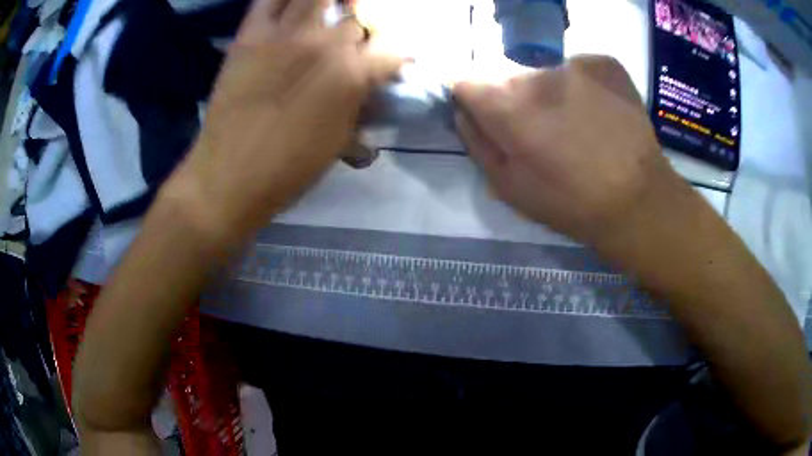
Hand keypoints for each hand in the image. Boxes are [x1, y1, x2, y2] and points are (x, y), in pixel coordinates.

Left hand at [175, 0, 403, 237]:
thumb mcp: (339, 142)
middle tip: (349, 42)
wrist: (228, 177)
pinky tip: (289, 7)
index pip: (392, 49)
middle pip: (356, 18)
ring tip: (324, 12)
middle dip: (359, 30)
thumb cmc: (288, 170)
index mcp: (352, 75)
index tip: (389, 63)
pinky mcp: (251, 35)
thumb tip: (372, 90)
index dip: (395, 56)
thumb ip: (360, 106)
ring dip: (328, 2)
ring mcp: (285, 34)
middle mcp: (324, 43)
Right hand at [453, 55, 679, 244]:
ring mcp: (576, 62)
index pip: (464, 79)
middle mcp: (538, 71)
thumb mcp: (508, 186)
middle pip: (507, 75)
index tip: (487, 117)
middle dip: (513, 98)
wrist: (639, 201)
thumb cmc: (569, 202)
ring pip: (545, 72)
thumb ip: (476, 141)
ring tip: (576, 125)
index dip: (471, 98)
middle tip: (540, 130)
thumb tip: (463, 111)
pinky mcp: (605, 63)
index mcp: (507, 102)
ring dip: (549, 92)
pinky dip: (582, 86)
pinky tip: (600, 114)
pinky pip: (579, 69)